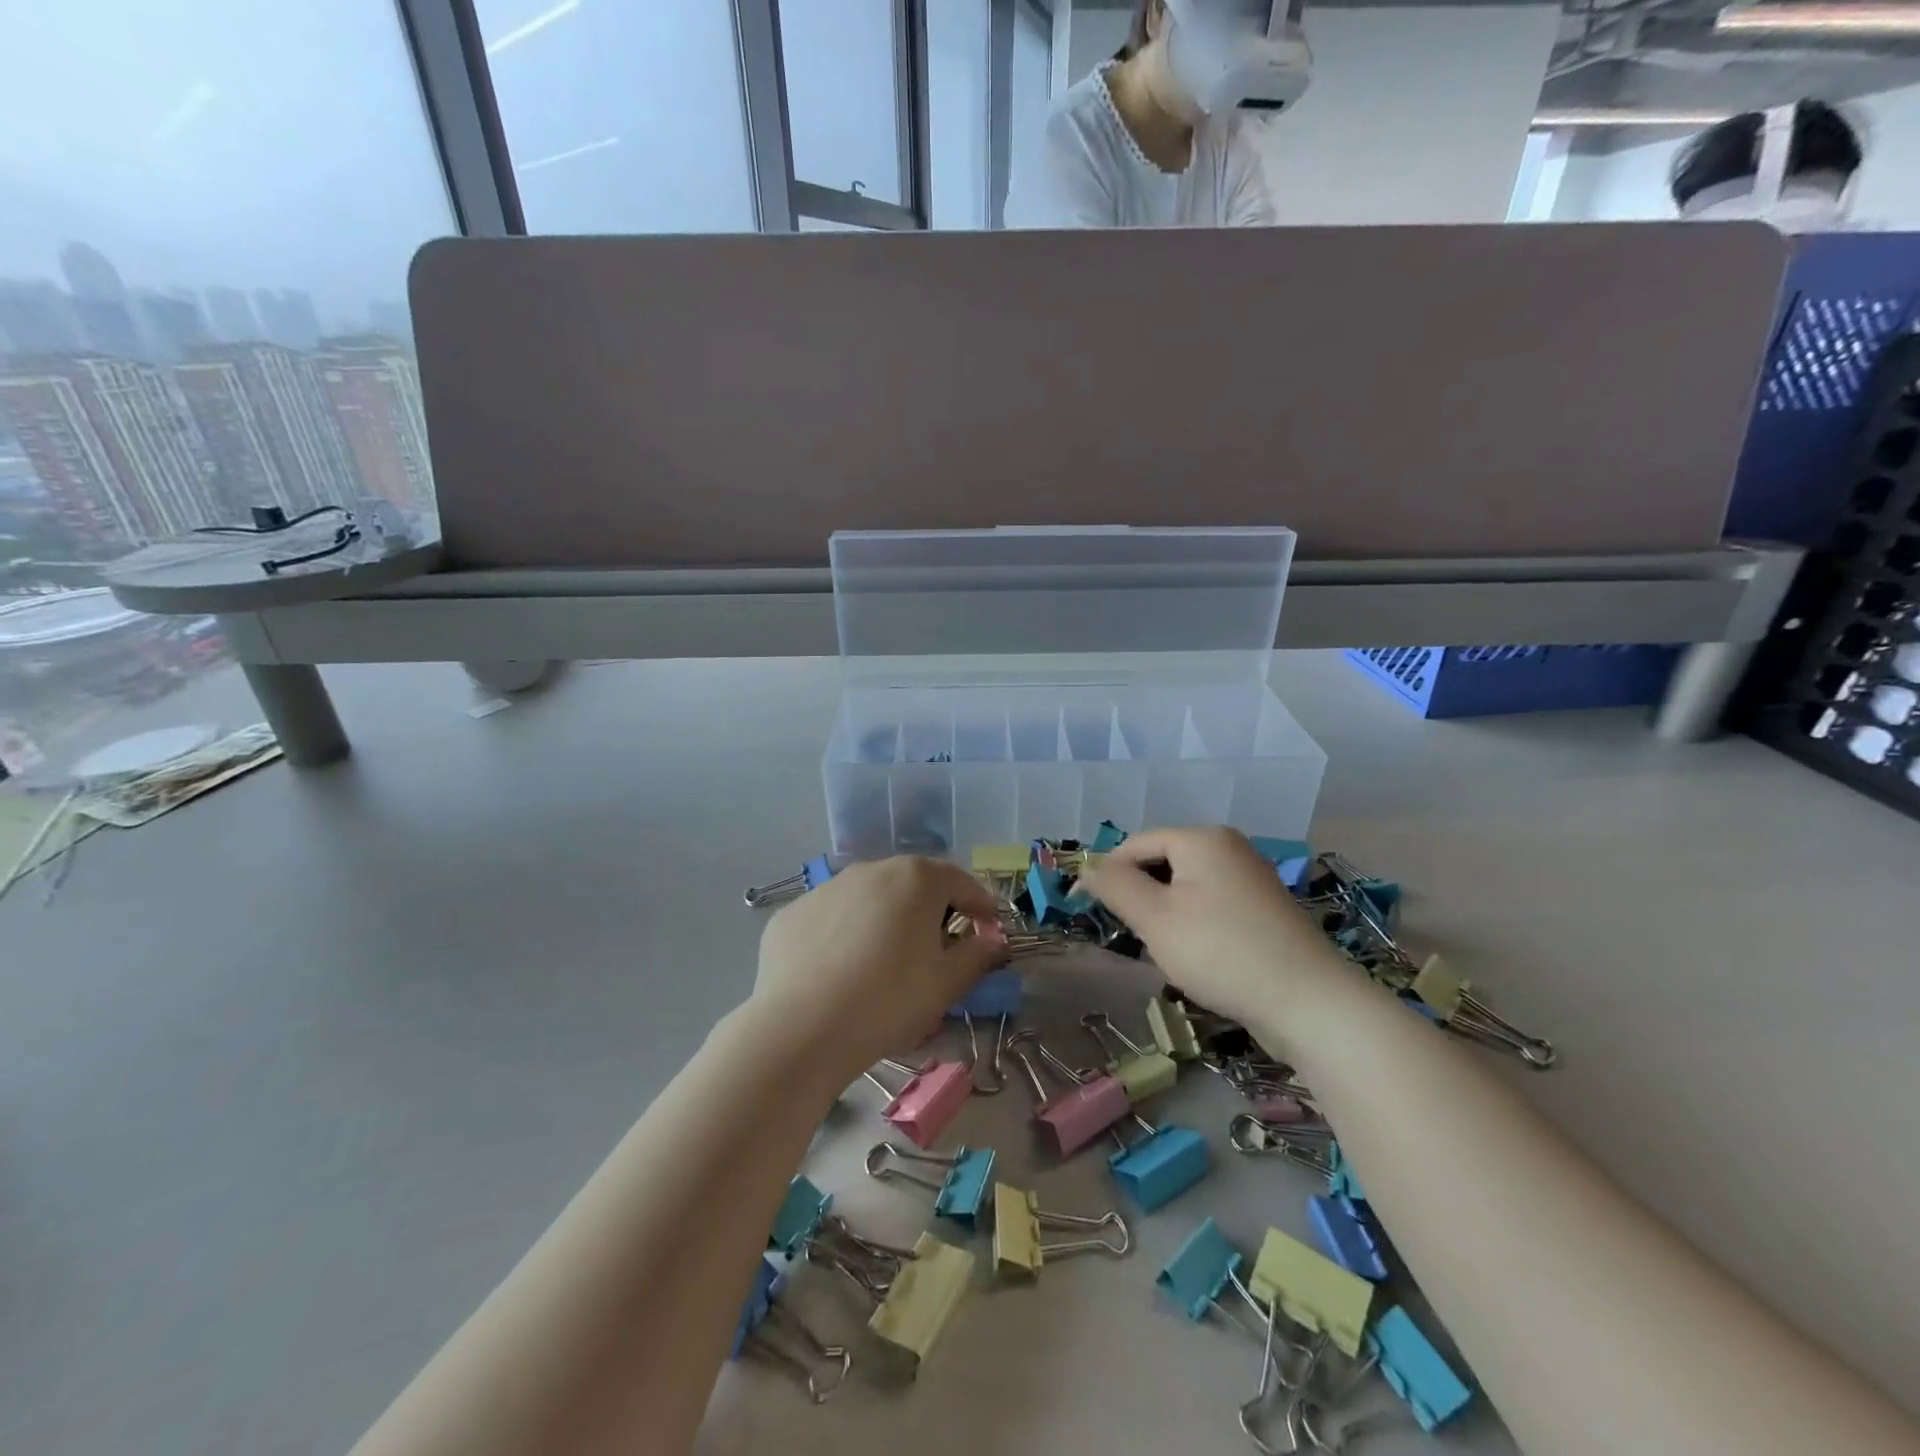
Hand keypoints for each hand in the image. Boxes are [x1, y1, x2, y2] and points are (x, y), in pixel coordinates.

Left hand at [749, 856, 1006, 1085]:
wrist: (802, 1028)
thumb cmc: (890, 1000)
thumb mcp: (947, 983)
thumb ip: (978, 954)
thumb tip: (993, 939)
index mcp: (916, 878)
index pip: (961, 882)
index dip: (980, 907)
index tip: (987, 932)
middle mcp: (871, 870)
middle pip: (913, 885)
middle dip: (931, 912)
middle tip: (937, 950)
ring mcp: (827, 888)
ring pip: (869, 899)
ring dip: (885, 921)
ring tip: (884, 964)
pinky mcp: (792, 913)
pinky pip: (831, 919)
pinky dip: (844, 936)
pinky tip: (840, 973)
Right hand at [1081, 827, 1349, 1031]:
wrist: (1309, 1003)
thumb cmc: (1221, 951)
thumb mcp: (1155, 918)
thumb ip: (1115, 886)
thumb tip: (1087, 868)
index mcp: (1202, 838)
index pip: (1137, 843)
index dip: (1107, 872)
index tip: (1086, 908)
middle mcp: (1229, 847)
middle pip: (1162, 862)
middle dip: (1139, 895)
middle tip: (1130, 935)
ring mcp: (1251, 878)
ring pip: (1185, 886)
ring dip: (1164, 913)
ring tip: (1162, 949)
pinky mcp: (1264, 910)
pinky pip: (1211, 904)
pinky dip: (1192, 923)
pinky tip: (1195, 956)